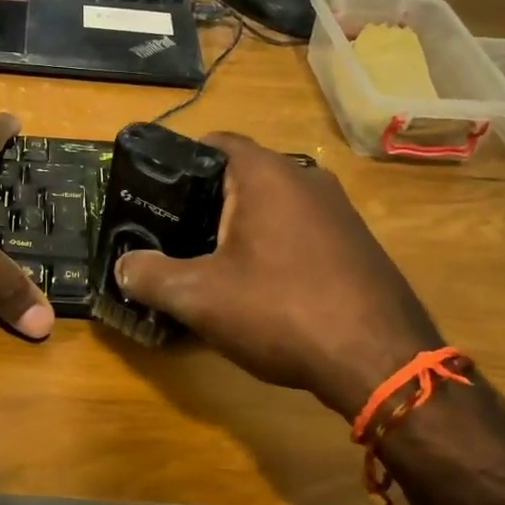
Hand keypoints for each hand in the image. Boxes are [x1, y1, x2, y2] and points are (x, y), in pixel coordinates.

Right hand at [114, 133, 440, 417]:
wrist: (380, 361)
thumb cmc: (282, 311)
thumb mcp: (200, 297)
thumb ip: (151, 275)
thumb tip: (123, 266)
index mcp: (267, 174)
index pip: (214, 142)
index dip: (178, 162)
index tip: (154, 193)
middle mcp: (307, 179)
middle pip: (242, 176)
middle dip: (206, 202)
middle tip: (174, 235)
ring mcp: (339, 211)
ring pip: (273, 206)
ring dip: (241, 228)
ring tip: (211, 263)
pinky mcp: (357, 244)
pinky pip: (300, 231)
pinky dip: (274, 246)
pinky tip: (263, 288)